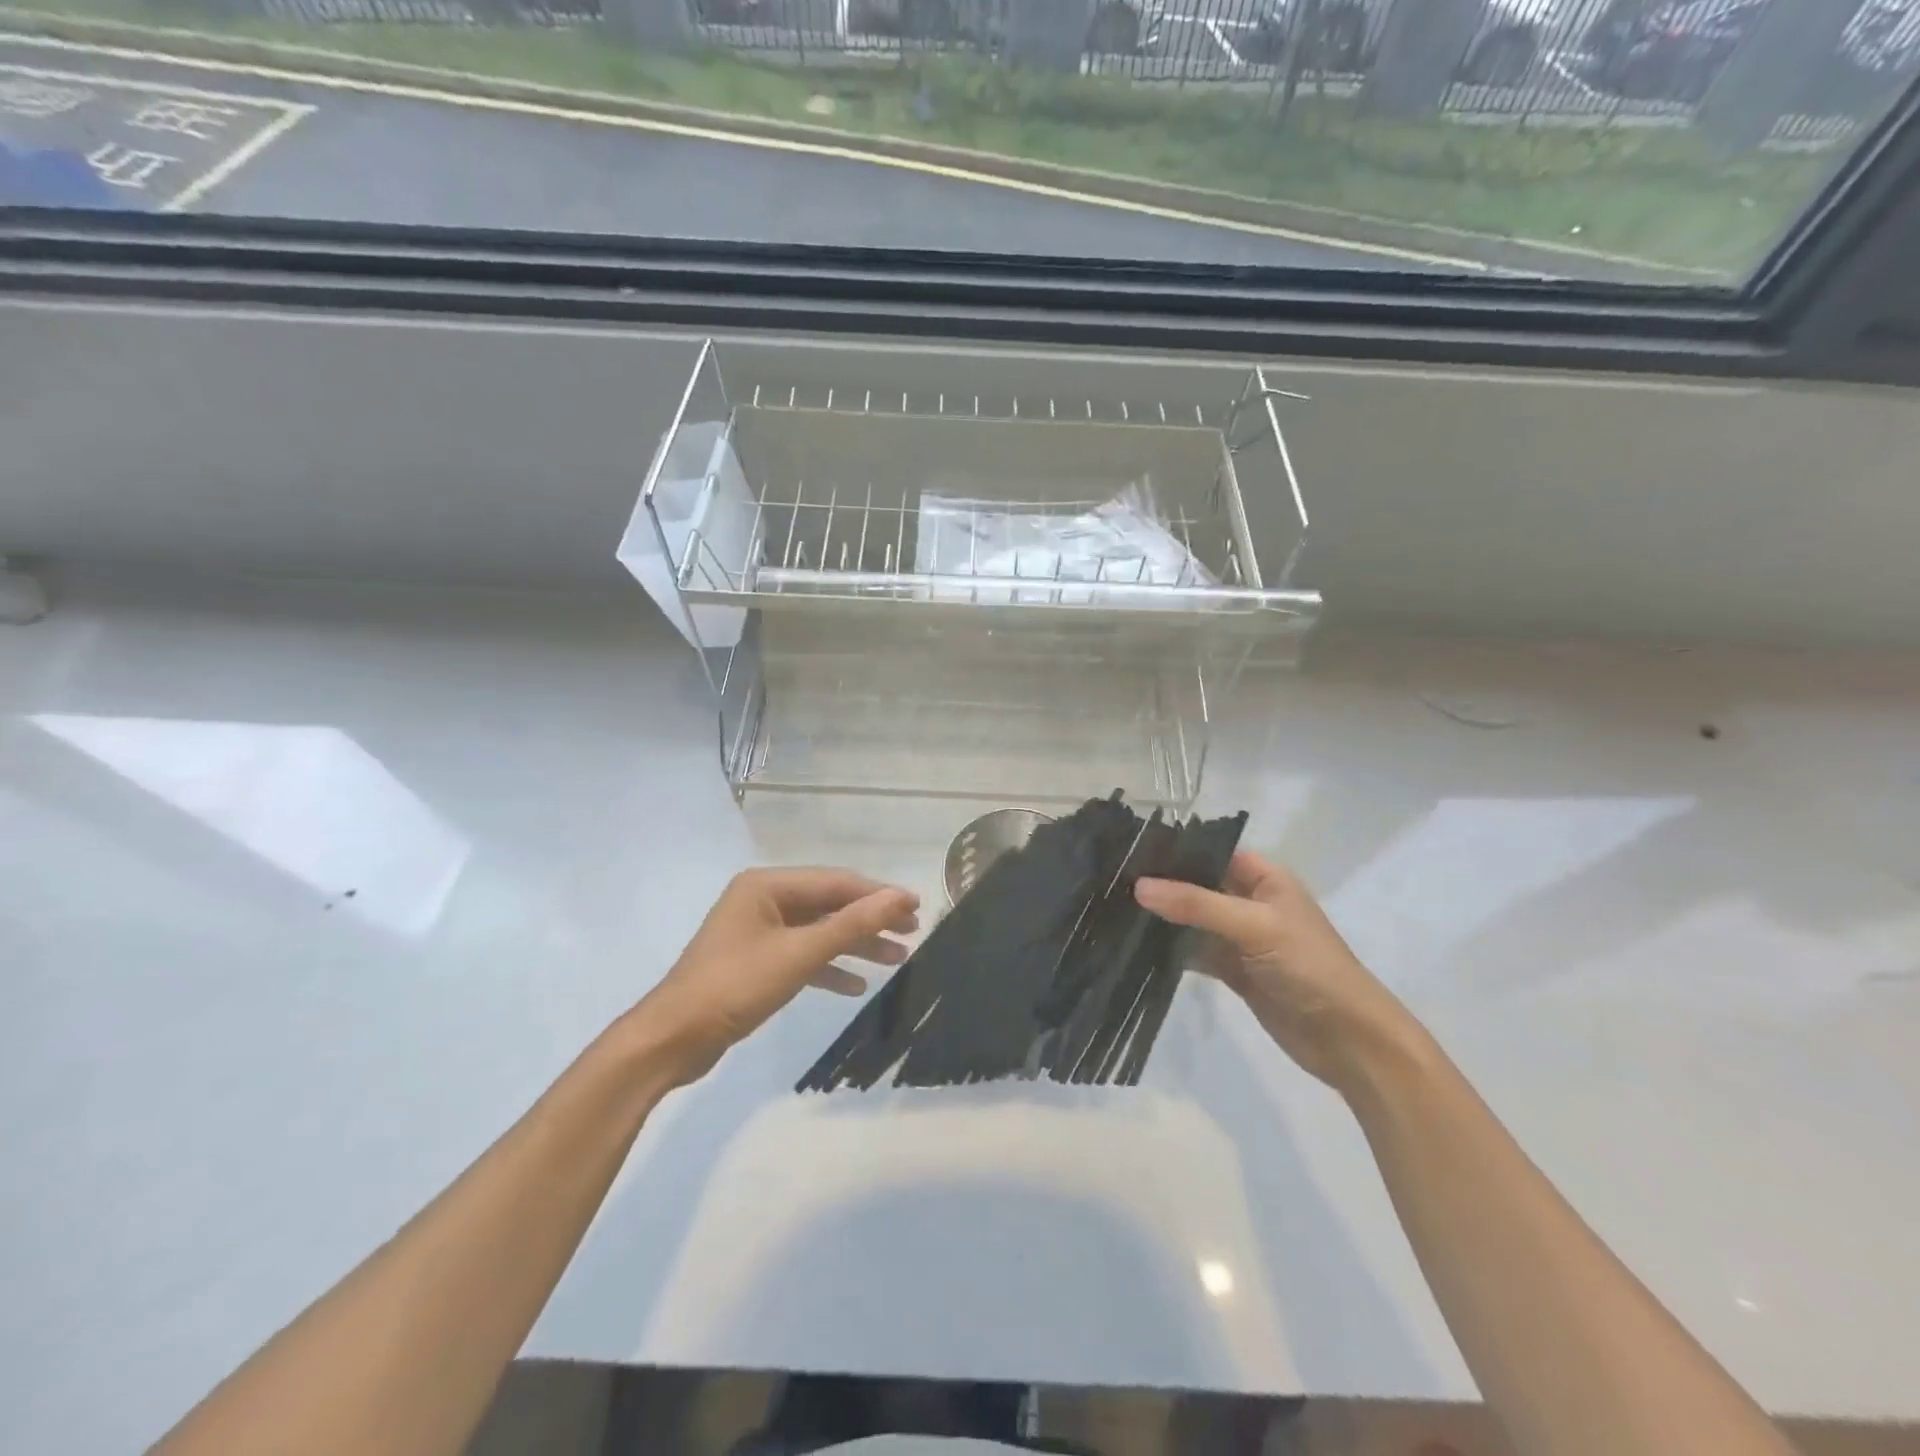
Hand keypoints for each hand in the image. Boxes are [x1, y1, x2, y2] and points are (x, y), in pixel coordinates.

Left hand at [638, 868, 918, 1085]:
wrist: (673, 1039)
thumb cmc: (735, 986)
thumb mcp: (799, 954)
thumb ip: (851, 925)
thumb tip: (898, 897)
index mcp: (767, 885)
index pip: (835, 882)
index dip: (878, 894)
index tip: (916, 907)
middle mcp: (763, 900)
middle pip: (829, 904)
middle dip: (870, 919)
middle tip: (912, 933)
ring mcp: (758, 931)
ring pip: (818, 931)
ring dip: (855, 945)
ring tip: (897, 959)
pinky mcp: (756, 961)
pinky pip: (802, 955)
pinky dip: (829, 967)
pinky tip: (855, 986)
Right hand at [1134, 851, 1418, 1093]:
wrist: (1348, 1040)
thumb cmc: (1308, 966)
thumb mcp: (1254, 926)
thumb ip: (1196, 904)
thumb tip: (1139, 886)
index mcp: (1264, 878)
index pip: (1212, 851)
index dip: (1175, 849)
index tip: (1127, 849)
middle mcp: (1250, 901)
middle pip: (1198, 884)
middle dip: (1161, 884)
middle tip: (1110, 879)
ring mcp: (1240, 938)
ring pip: (1192, 919)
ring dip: (1161, 918)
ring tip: (1112, 907)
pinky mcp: (1232, 970)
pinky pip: (1194, 951)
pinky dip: (1170, 949)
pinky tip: (1134, 945)